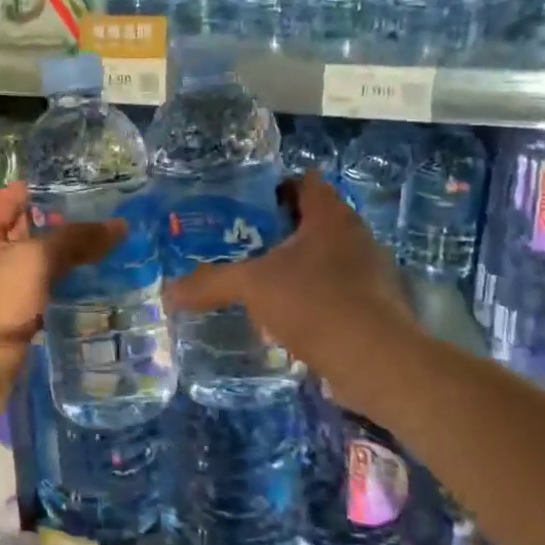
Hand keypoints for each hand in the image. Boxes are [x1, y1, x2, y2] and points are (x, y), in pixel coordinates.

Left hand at [0, 183, 123, 380]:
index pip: (17, 195)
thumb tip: (120, 225)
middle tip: (110, 220)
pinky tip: (91, 281)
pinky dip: (58, 284)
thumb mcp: (34, 262)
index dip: (53, 191)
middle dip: (65, 225)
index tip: (93, 191)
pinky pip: (35, 288)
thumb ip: (75, 239)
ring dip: (64, 257)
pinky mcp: (4, 312)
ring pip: (33, 261)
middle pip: (26, 227)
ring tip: (109, 247)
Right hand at [163, 172, 416, 376]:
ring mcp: (368, 272)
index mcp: (330, 216)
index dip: (272, 186)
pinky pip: (333, 290)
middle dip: (276, 230)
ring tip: (256, 280)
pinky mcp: (373, 307)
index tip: (241, 204)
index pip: (303, 181)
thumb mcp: (252, 286)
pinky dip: (308, 297)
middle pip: (311, 220)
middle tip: (238, 242)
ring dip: (293, 266)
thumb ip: (210, 283)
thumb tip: (167, 292)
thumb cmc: (315, 303)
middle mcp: (354, 236)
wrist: (377, 362)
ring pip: (322, 257)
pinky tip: (282, 318)